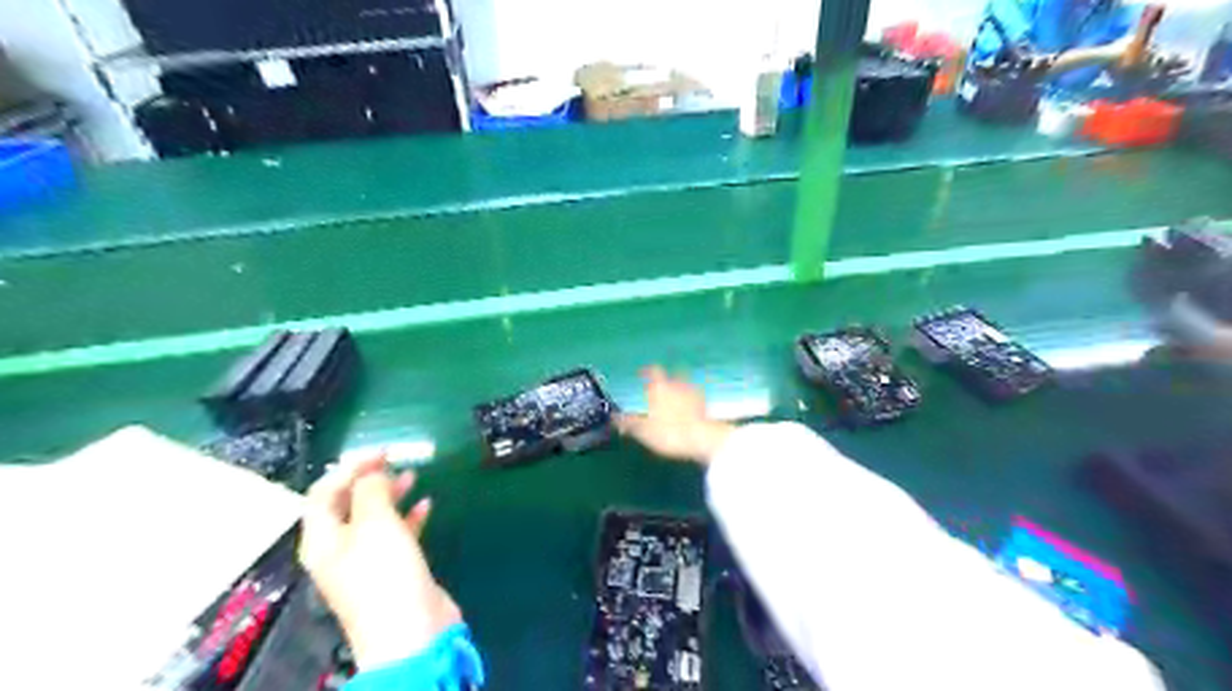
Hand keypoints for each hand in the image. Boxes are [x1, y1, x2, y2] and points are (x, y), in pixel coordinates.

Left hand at [300, 453, 460, 668]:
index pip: (324, 493)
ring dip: (391, 494)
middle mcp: (339, 548)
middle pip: (347, 504)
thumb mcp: (375, 523)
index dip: (348, 467)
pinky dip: (410, 516)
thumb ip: (370, 491)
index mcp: (323, 539)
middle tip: (395, 460)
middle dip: (369, 479)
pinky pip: (397, 534)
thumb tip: (371, 471)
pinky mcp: (393, 569)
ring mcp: (367, 561)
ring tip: (412, 476)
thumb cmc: (385, 573)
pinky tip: (426, 505)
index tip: (380, 452)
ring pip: (374, 517)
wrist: (411, 631)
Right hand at [617, 366, 729, 464]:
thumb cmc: (668, 432)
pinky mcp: (706, 404)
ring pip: (685, 384)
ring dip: (680, 389)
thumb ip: (628, 422)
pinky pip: (696, 397)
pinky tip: (689, 410)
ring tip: (675, 401)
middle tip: (660, 389)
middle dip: (667, 379)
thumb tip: (614, 417)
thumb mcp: (642, 431)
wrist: (702, 439)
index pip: (653, 371)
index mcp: (660, 387)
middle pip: (672, 374)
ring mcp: (694, 392)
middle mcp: (677, 384)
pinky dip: (692, 400)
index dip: (646, 371)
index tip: (641, 374)